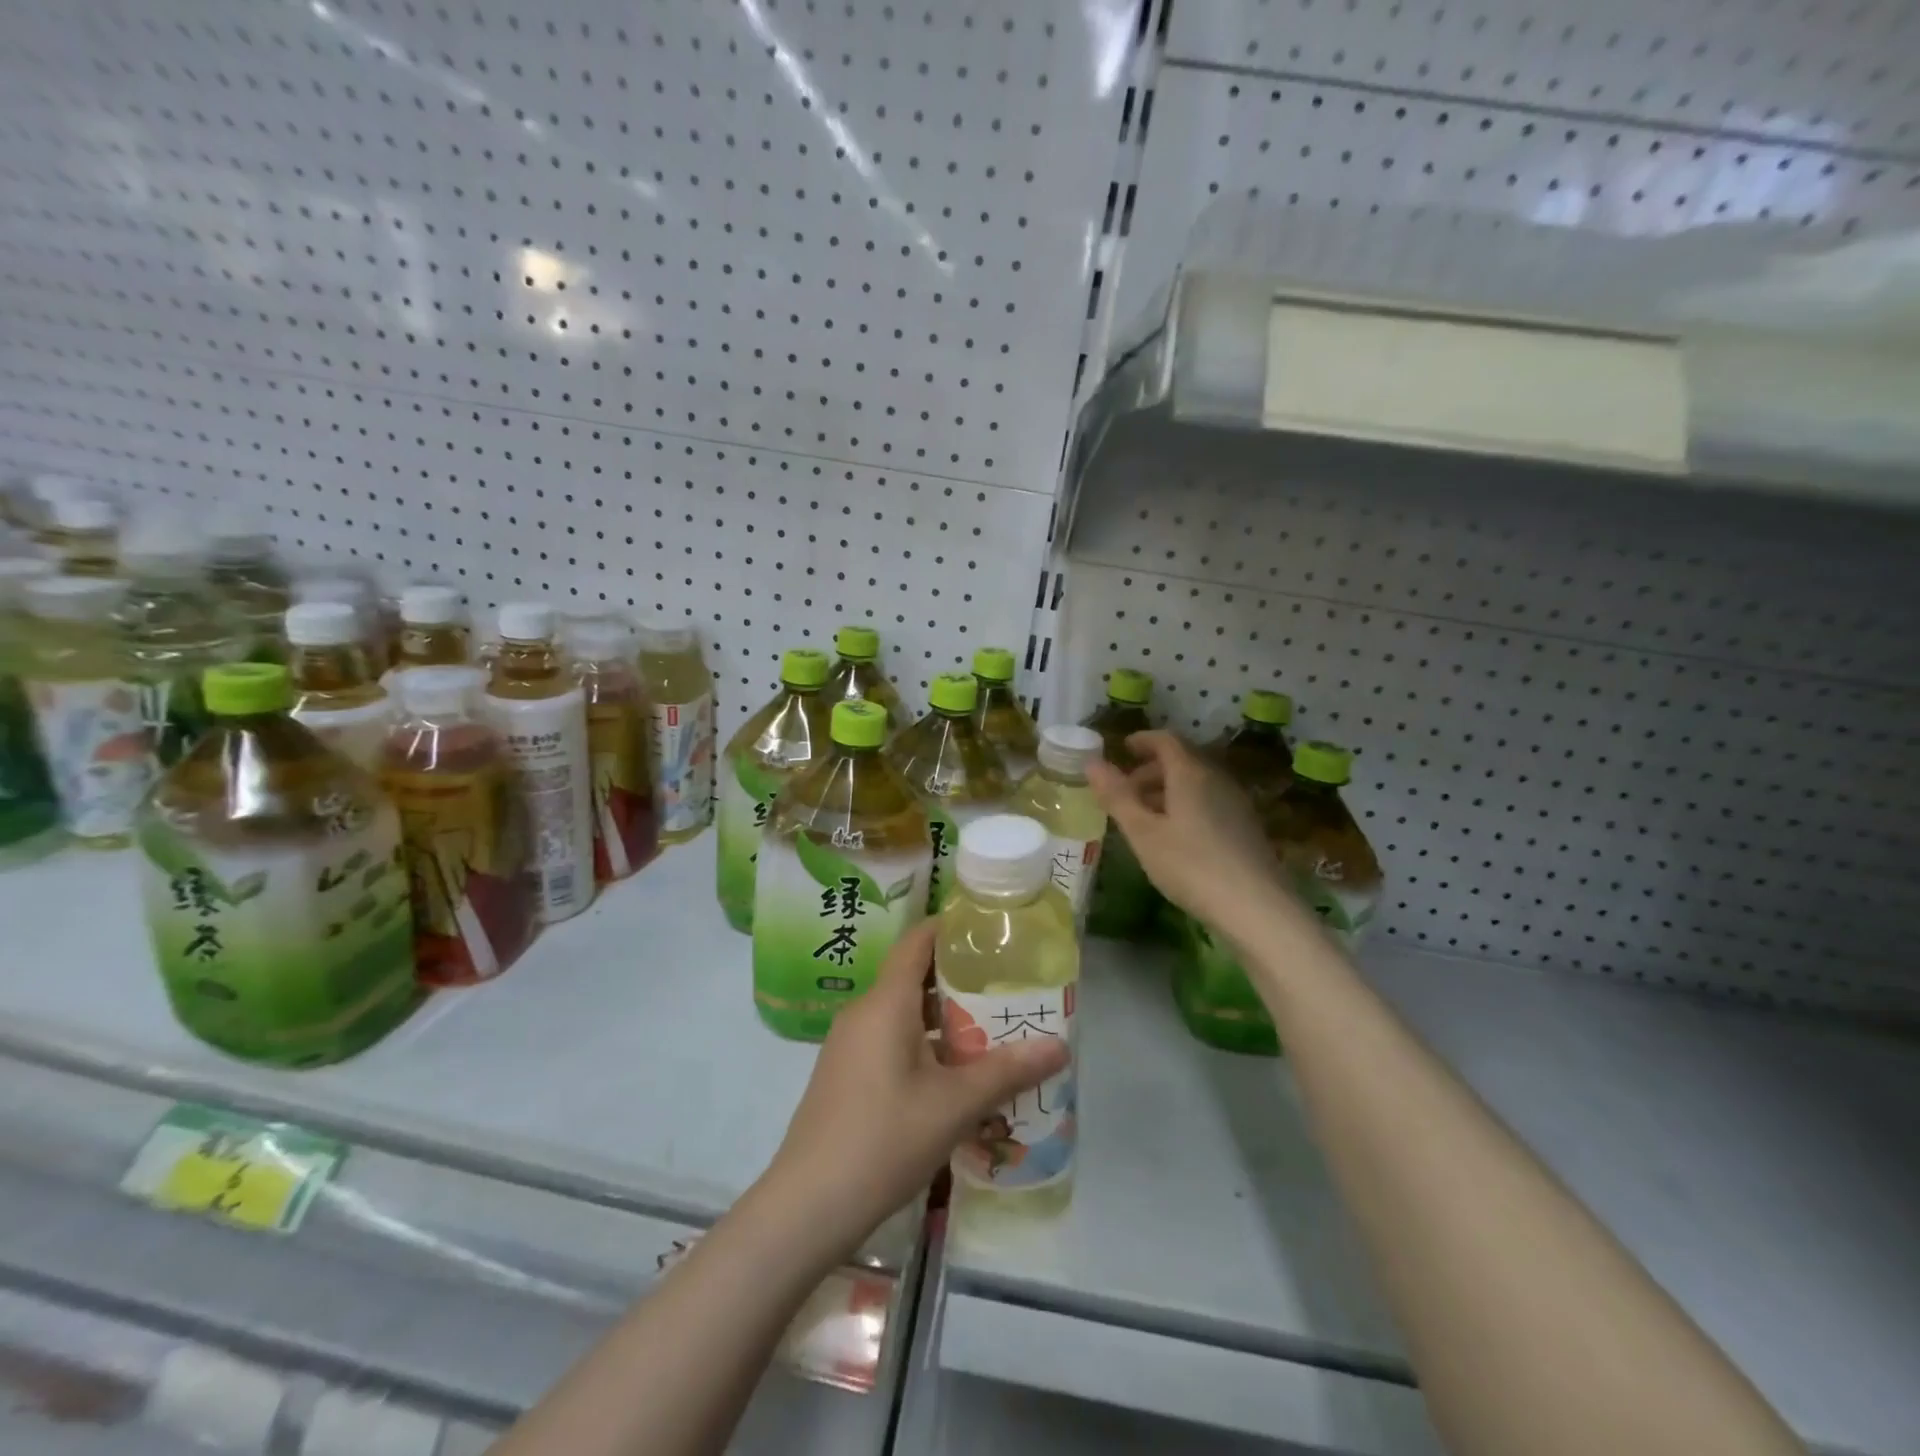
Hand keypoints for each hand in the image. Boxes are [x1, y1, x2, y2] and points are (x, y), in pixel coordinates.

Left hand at [759, 920, 1068, 1259]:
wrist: (808, 1206)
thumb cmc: (884, 1139)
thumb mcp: (954, 1105)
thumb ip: (1007, 1071)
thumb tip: (1060, 1046)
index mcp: (886, 1003)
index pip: (917, 942)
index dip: (950, 928)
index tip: (990, 929)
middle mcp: (864, 1013)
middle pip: (914, 977)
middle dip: (960, 980)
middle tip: (1008, 987)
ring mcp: (850, 1045)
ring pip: (904, 1014)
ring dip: (945, 1019)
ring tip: (992, 1031)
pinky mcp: (846, 1074)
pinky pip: (891, 1041)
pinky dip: (924, 1044)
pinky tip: (955, 1076)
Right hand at [1087, 730, 1290, 934]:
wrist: (1257, 908)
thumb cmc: (1191, 865)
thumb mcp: (1143, 833)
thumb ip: (1117, 796)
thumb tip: (1092, 763)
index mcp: (1190, 773)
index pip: (1166, 740)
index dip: (1142, 740)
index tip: (1121, 749)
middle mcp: (1216, 779)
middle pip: (1182, 760)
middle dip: (1150, 769)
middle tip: (1125, 790)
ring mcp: (1235, 803)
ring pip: (1196, 783)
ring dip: (1167, 790)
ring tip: (1144, 817)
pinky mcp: (1245, 827)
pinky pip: (1209, 801)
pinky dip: (1185, 806)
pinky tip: (1174, 836)